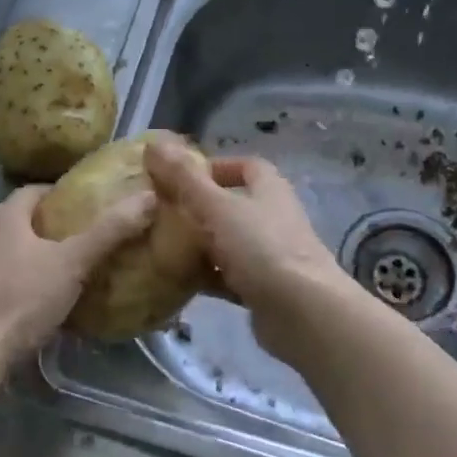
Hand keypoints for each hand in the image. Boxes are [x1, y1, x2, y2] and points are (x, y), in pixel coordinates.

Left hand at [0, 184, 156, 373]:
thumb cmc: (20, 299)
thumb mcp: (72, 264)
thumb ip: (109, 232)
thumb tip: (148, 197)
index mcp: (3, 214)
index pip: (38, 191)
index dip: (66, 196)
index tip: (92, 210)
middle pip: (23, 220)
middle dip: (53, 229)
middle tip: (87, 243)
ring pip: (9, 251)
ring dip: (34, 257)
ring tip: (68, 274)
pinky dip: (19, 283)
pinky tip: (38, 304)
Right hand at [143, 137, 349, 359]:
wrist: (303, 312)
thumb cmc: (261, 248)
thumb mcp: (217, 207)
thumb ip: (184, 178)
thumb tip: (154, 144)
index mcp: (269, 189)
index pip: (246, 166)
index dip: (215, 167)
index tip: (181, 177)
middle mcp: (274, 217)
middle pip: (234, 205)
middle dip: (199, 208)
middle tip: (162, 214)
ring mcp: (272, 255)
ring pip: (229, 242)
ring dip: (201, 244)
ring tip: (163, 247)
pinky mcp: (265, 289)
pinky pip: (230, 276)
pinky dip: (208, 276)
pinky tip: (180, 281)